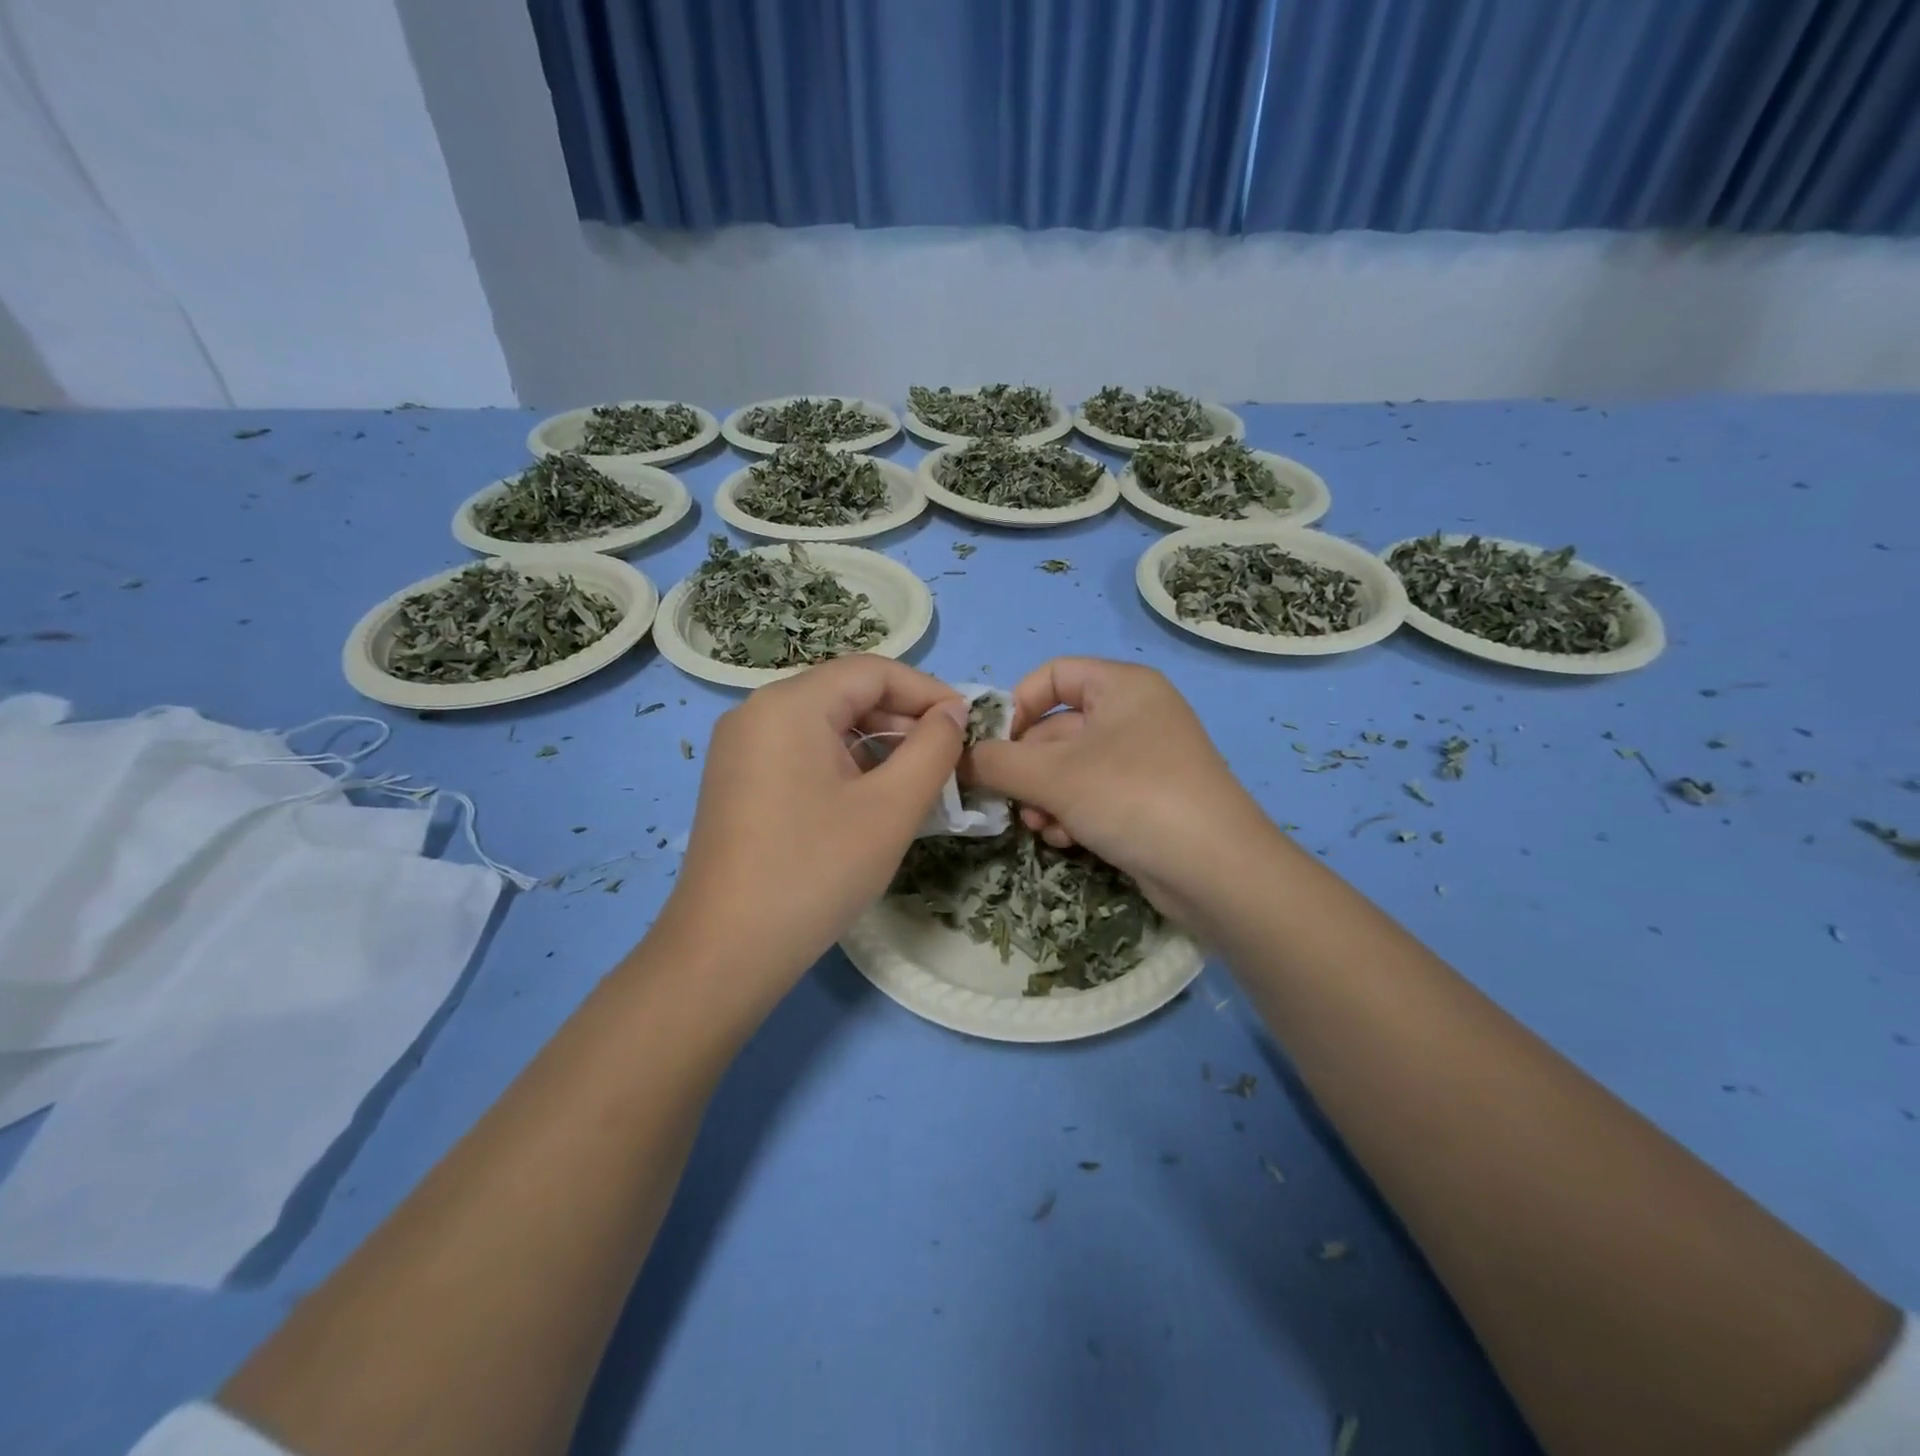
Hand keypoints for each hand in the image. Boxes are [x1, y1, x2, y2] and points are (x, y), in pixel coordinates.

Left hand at [658, 655, 967, 998]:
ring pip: (826, 725)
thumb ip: (933, 748)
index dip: (928, 692)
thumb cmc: (816, 871)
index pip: (873, 671)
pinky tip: (871, 801)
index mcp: (790, 704)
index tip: (967, 726)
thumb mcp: (891, 807)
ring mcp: (741, 747)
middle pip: (847, 694)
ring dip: (877, 745)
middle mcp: (757, 711)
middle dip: (903, 721)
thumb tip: (952, 712)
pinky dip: (844, 765)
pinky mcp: (737, 781)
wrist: (727, 952)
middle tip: (947, 761)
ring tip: (916, 784)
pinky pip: (802, 752)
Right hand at [967, 658, 1274, 923]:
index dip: (1017, 705)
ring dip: (1044, 797)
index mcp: (1121, 686)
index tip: (993, 745)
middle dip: (1027, 768)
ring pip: (1071, 768)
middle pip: (1057, 728)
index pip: (1054, 675)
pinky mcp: (1147, 800)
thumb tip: (956, 759)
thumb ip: (996, 762)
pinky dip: (1072, 813)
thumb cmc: (1133, 797)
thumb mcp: (1054, 776)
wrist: (1217, 871)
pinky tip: (1067, 840)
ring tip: (1041, 826)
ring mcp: (1143, 759)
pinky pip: (1093, 794)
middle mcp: (1134, 714)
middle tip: (1007, 800)